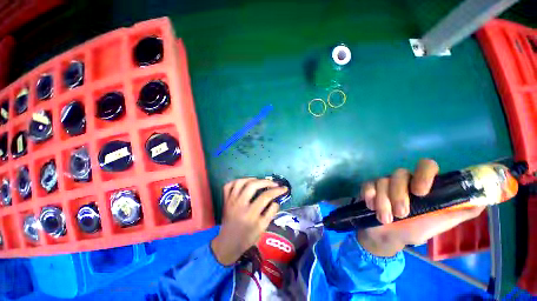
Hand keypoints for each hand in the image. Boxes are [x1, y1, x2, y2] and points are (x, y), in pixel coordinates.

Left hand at [211, 178, 287, 265]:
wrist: (228, 244)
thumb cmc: (247, 238)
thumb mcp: (262, 228)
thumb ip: (271, 213)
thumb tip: (276, 201)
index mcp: (250, 214)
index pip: (266, 197)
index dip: (277, 191)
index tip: (284, 188)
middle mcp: (239, 205)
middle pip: (253, 185)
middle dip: (266, 182)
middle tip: (273, 183)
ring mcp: (230, 201)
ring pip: (240, 182)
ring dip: (251, 179)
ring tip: (259, 181)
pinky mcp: (225, 200)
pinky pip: (228, 186)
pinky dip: (236, 181)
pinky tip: (244, 183)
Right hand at [357, 159, 485, 256]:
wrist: (386, 238)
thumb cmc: (413, 231)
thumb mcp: (438, 224)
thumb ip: (459, 212)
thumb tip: (482, 200)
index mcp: (421, 185)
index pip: (426, 166)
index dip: (424, 174)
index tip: (420, 192)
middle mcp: (402, 180)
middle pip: (399, 174)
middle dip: (398, 195)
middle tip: (401, 214)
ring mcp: (383, 183)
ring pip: (382, 181)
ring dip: (383, 202)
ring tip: (385, 219)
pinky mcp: (368, 187)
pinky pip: (367, 185)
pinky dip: (369, 197)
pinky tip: (371, 207)